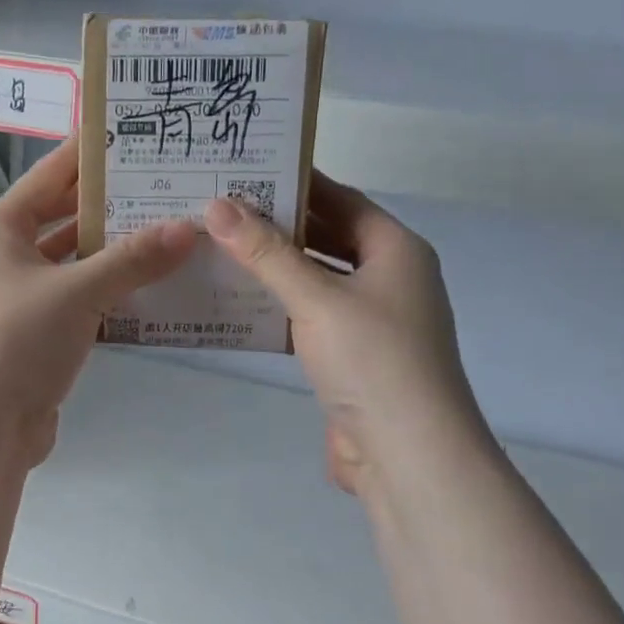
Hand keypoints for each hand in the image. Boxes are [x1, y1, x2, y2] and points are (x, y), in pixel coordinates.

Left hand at [0, 137, 196, 464]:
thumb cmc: (17, 340)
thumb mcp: (78, 291)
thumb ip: (133, 259)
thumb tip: (189, 228)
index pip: (49, 176)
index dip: (88, 155)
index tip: (131, 134)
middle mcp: (3, 259)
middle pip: (62, 220)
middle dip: (110, 208)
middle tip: (166, 188)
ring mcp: (17, 301)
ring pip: (73, 265)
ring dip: (114, 256)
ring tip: (169, 235)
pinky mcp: (33, 338)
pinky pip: (77, 303)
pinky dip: (108, 296)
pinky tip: (149, 291)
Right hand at [203, 174, 484, 495]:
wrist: (406, 452)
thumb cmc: (371, 359)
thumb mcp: (316, 298)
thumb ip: (266, 254)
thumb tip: (217, 206)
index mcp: (396, 251)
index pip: (342, 200)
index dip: (298, 183)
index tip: (248, 171)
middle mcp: (389, 280)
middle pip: (329, 240)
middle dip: (280, 227)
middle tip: (222, 210)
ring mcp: (373, 322)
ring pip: (317, 282)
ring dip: (276, 271)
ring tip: (220, 250)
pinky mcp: (352, 359)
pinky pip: (311, 320)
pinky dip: (280, 310)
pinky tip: (239, 306)